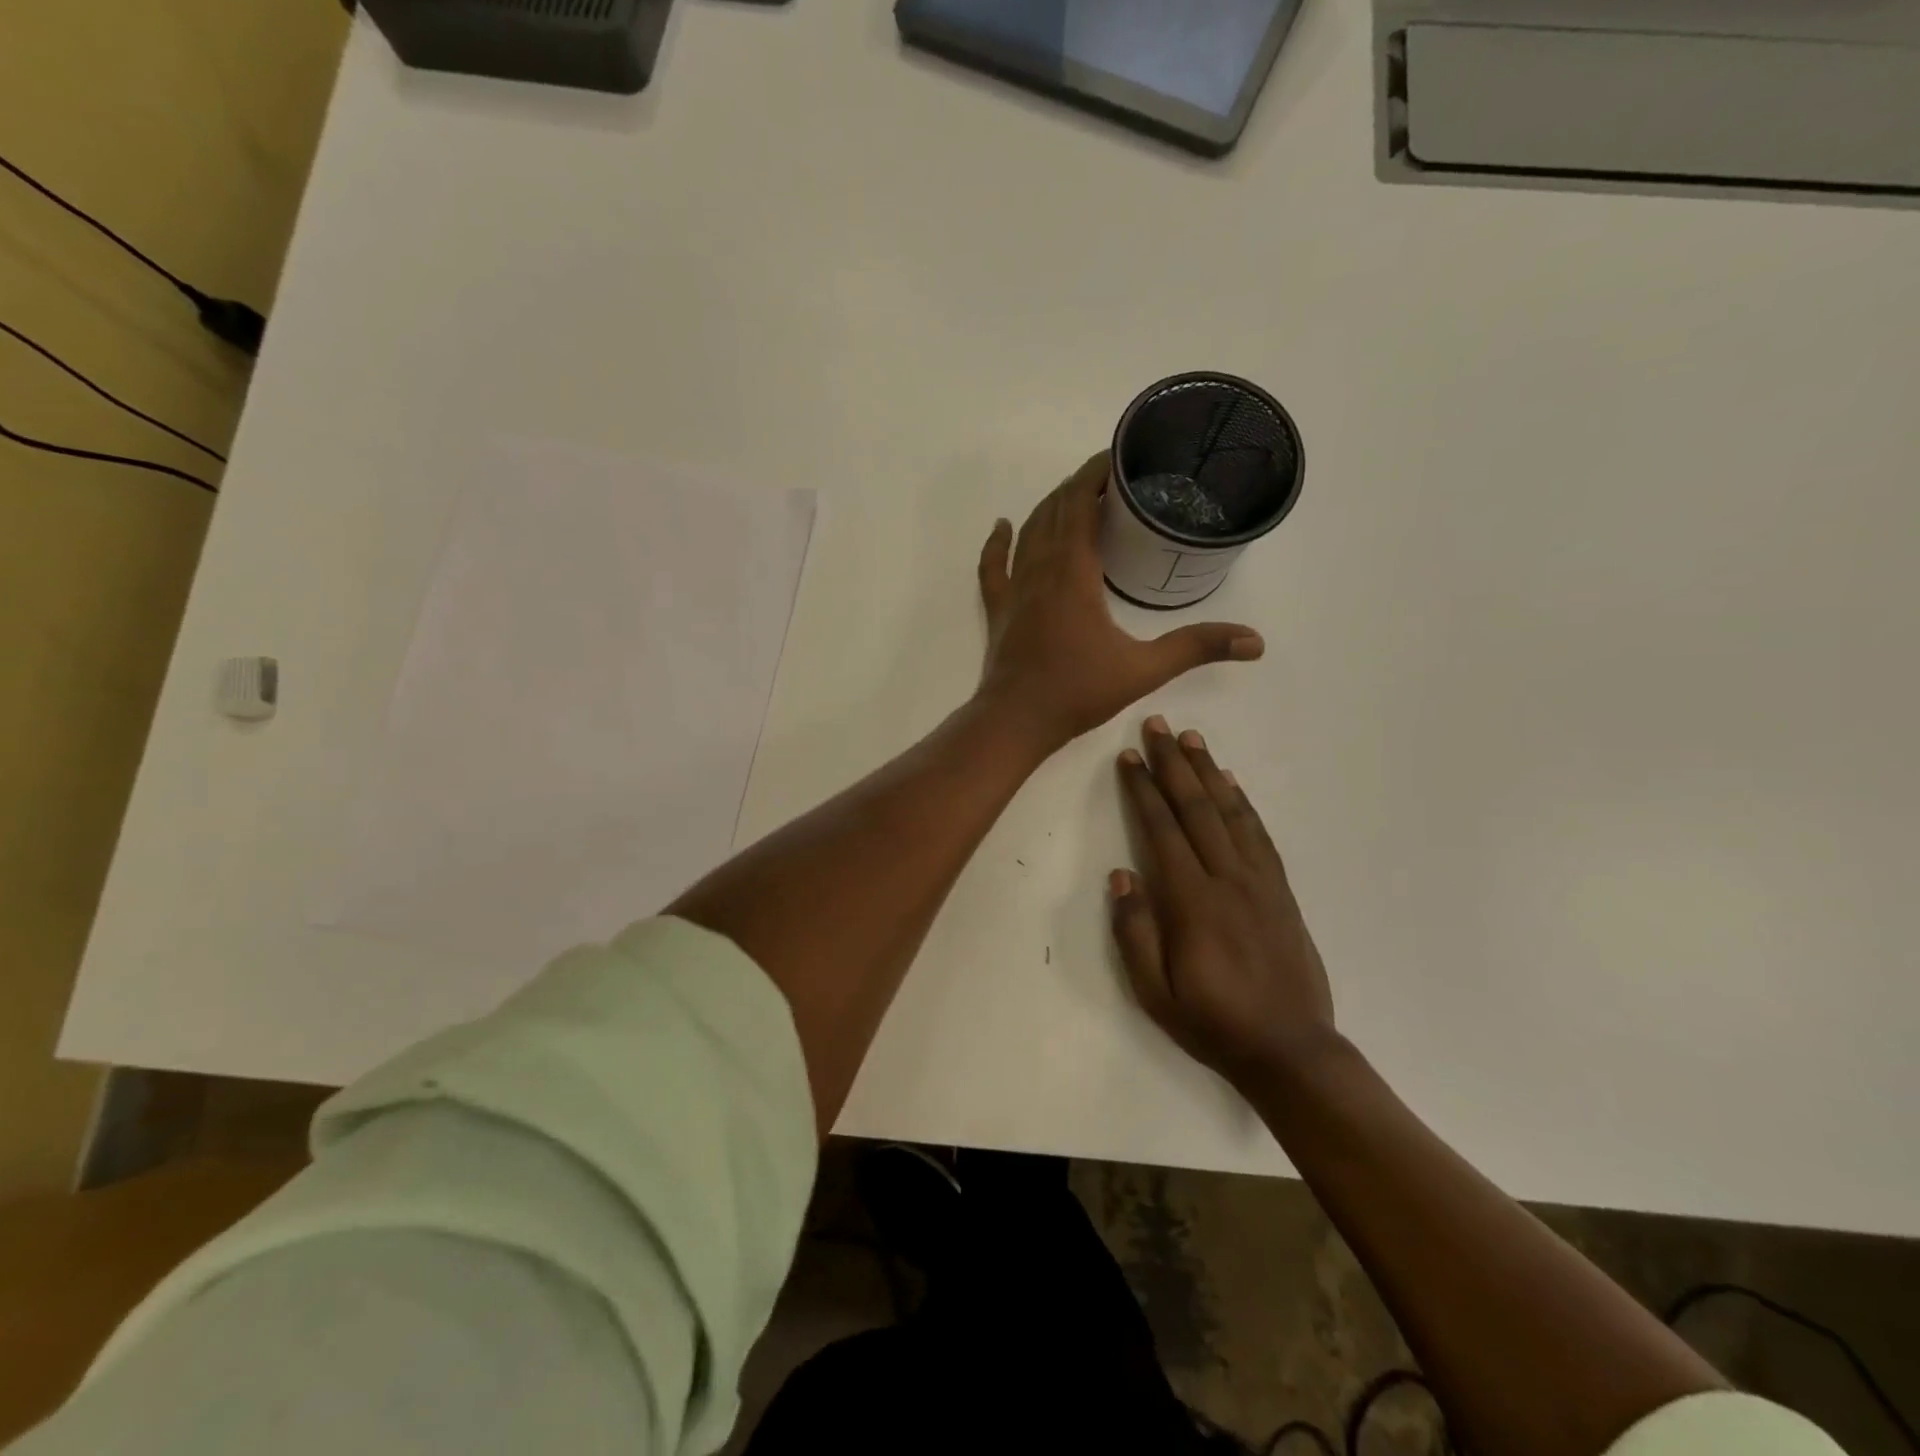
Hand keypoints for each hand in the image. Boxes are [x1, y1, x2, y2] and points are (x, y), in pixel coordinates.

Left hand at [976, 454, 1264, 753]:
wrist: (1015, 722)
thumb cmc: (1076, 693)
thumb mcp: (1143, 670)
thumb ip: (1195, 648)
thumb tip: (1254, 642)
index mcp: (1072, 572)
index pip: (1079, 504)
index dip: (1095, 475)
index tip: (1118, 457)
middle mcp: (1039, 570)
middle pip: (1054, 511)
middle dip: (1079, 487)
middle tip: (1109, 479)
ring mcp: (1014, 590)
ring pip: (1026, 532)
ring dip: (1047, 508)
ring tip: (1072, 496)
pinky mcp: (999, 610)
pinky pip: (992, 566)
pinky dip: (996, 542)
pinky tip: (1001, 526)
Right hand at [1109, 716, 1335, 1087]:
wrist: (1290, 1050)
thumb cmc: (1212, 1022)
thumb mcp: (1155, 992)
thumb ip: (1134, 932)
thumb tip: (1121, 875)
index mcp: (1192, 902)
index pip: (1162, 830)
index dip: (1144, 790)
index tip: (1129, 758)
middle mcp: (1227, 880)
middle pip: (1196, 809)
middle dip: (1174, 764)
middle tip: (1159, 726)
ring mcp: (1260, 883)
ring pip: (1230, 813)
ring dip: (1209, 772)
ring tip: (1193, 740)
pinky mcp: (1281, 892)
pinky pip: (1260, 836)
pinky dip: (1243, 803)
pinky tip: (1232, 785)